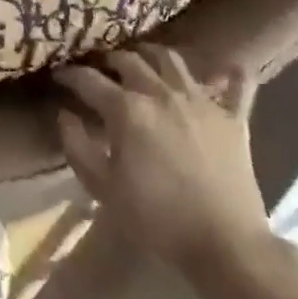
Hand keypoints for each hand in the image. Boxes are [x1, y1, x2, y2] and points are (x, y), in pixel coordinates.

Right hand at [54, 45, 271, 269]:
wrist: (225, 243)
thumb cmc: (157, 218)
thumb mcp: (104, 189)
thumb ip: (77, 147)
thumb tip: (65, 114)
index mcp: (127, 109)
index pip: (89, 80)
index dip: (70, 75)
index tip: (59, 75)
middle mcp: (161, 92)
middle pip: (129, 60)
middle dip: (109, 60)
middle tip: (101, 68)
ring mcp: (200, 100)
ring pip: (172, 60)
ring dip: (153, 54)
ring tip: (144, 59)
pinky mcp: (232, 117)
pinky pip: (237, 86)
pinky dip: (231, 75)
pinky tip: (229, 70)